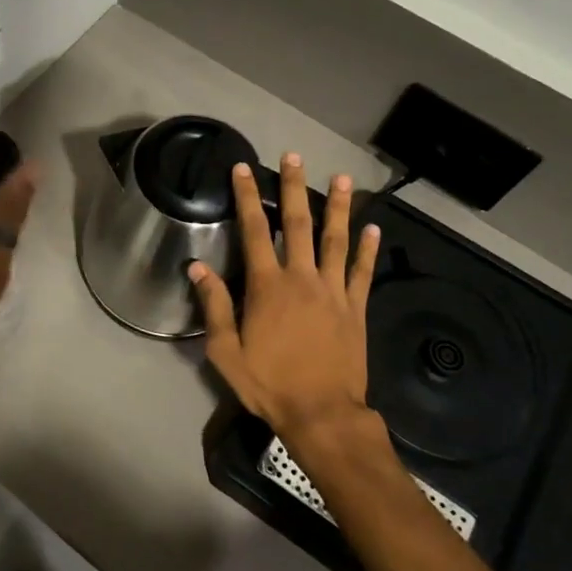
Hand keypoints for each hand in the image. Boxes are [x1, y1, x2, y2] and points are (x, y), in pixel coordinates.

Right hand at [189, 153, 381, 450]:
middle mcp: (302, 279)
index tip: (243, 169)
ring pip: (336, 240)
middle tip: (293, 157)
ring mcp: (333, 291)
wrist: (322, 414)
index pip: (254, 231)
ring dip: (338, 207)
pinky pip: (363, 272)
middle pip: (297, 224)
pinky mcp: (356, 308)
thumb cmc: (269, 384)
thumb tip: (197, 267)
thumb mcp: (226, 351)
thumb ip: (215, 306)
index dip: (247, 197)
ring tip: (341, 178)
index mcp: (267, 287)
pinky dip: (368, 249)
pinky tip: (373, 228)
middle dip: (293, 187)